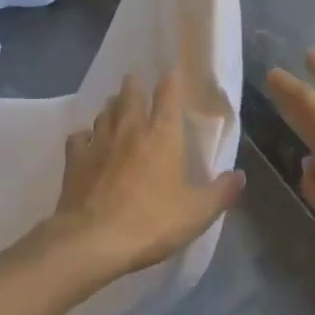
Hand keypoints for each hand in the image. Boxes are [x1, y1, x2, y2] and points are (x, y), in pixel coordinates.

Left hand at [33, 73, 245, 284]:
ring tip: (114, 108)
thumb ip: (221, 192)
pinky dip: (84, 135)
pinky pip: (78, 138)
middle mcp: (130, 130)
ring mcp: (99, 143)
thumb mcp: (197, 213)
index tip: (170, 73)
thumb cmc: (151, 222)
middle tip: (135, 81)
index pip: (168, 96)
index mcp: (163, 135)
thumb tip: (240, 175)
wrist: (93, 241)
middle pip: (130, 96)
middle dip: (134, 86)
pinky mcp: (75, 160)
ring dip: (111, 108)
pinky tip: (86, 141)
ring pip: (104, 113)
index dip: (170, 82)